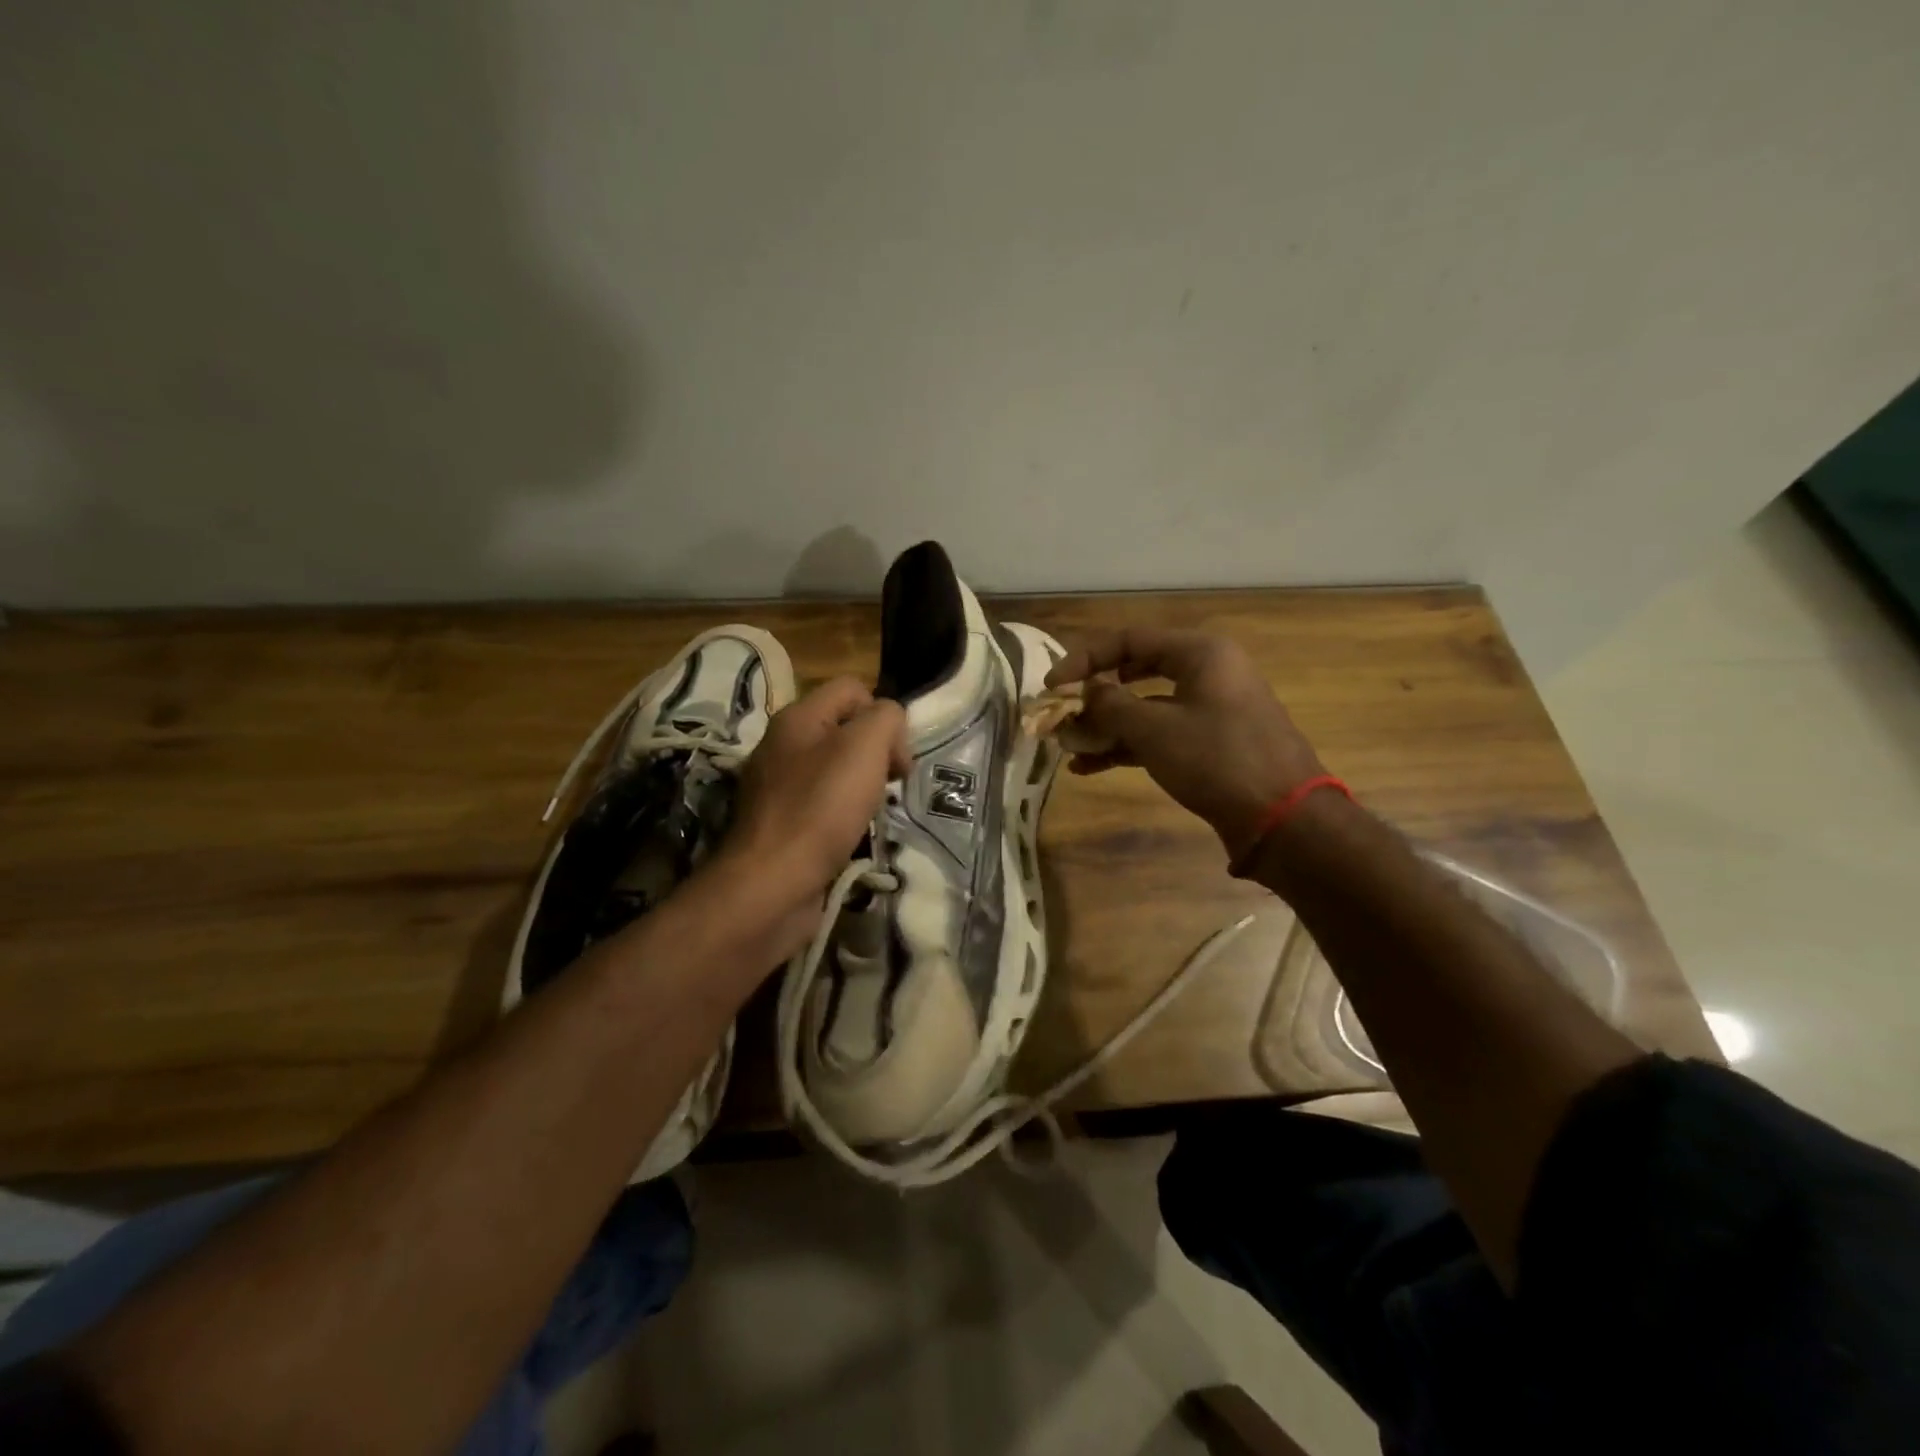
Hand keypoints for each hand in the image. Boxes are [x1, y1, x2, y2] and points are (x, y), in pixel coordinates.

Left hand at [710, 677, 908, 952]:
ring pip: (836, 768)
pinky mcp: (781, 823)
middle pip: (845, 729)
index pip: (852, 688)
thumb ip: (886, 718)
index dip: (884, 713)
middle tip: (890, 783)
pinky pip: (823, 804)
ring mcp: (778, 786)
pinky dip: (844, 814)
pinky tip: (852, 834)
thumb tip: (889, 725)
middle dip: (877, 752)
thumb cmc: (821, 808)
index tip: (896, 755)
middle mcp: (782, 745)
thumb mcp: (865, 747)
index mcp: (797, 717)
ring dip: (863, 786)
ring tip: (874, 812)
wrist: (772, 884)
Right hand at [1047, 628, 1325, 859]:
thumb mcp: (1154, 729)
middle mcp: (1207, 672)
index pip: (1129, 640)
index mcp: (1200, 652)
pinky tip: (1089, 767)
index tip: (1051, 686)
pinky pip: (1160, 734)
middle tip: (1060, 714)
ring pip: (1145, 708)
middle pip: (1135, 672)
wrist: (1283, 818)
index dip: (1084, 659)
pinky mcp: (1211, 743)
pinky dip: (1127, 746)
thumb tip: (1084, 692)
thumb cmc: (1217, 759)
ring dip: (1106, 727)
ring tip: (1067, 748)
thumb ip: (1110, 705)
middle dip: (1093, 697)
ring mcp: (1210, 709)